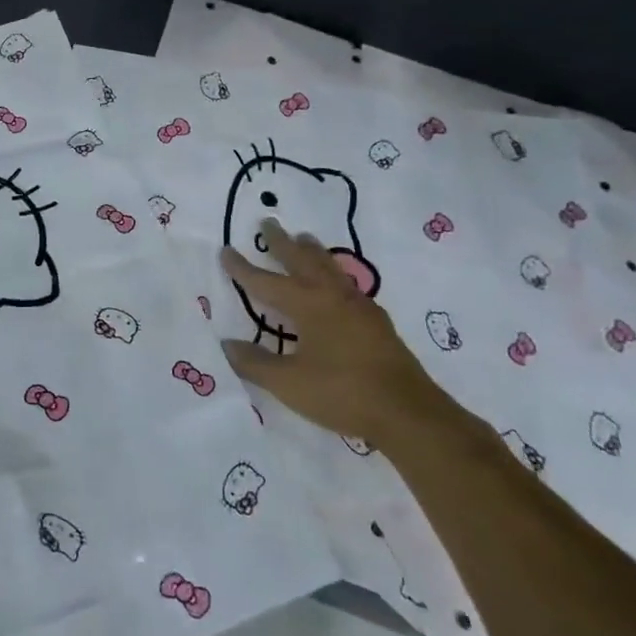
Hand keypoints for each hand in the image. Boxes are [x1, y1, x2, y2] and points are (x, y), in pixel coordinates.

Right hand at [220, 219, 449, 442]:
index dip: (243, 268)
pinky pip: (347, 283)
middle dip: (282, 242)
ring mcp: (359, 307)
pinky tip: (336, 283)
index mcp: (308, 305)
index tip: (225, 250)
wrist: (409, 413)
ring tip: (304, 237)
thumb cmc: (343, 393)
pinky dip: (332, 272)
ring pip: (329, 267)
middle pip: (302, 260)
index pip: (266, 282)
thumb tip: (227, 344)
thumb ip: (255, 363)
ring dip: (312, 251)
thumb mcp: (288, 383)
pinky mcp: (377, 322)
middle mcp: (332, 297)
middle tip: (268, 222)